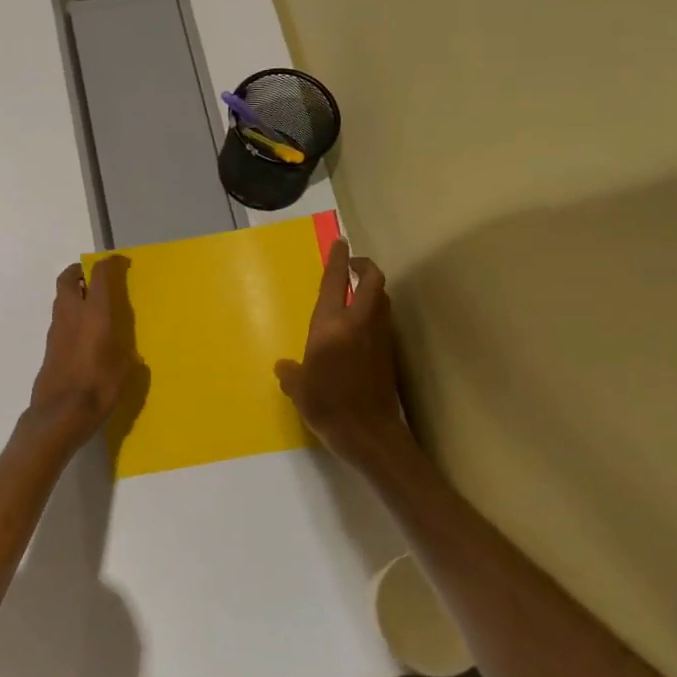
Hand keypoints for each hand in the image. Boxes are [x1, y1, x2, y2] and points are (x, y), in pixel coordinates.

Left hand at [29, 255, 138, 448]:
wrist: (59, 415)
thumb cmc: (97, 389)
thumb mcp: (123, 373)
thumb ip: (126, 357)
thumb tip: (128, 355)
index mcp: (94, 315)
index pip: (99, 277)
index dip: (108, 264)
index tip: (118, 262)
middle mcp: (72, 316)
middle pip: (68, 280)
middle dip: (79, 272)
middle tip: (93, 276)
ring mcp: (56, 331)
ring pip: (61, 299)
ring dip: (73, 293)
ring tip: (90, 303)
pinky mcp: (49, 347)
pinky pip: (59, 320)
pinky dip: (69, 315)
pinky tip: (82, 332)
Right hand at [276, 240, 407, 470]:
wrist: (369, 434)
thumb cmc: (327, 405)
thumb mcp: (298, 388)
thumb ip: (290, 372)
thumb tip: (285, 366)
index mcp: (330, 325)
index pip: (335, 282)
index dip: (337, 259)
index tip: (340, 242)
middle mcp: (358, 323)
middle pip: (372, 280)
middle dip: (364, 266)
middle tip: (352, 266)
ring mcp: (379, 337)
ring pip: (382, 299)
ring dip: (372, 288)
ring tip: (357, 293)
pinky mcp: (390, 353)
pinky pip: (384, 321)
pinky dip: (375, 312)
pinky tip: (363, 327)